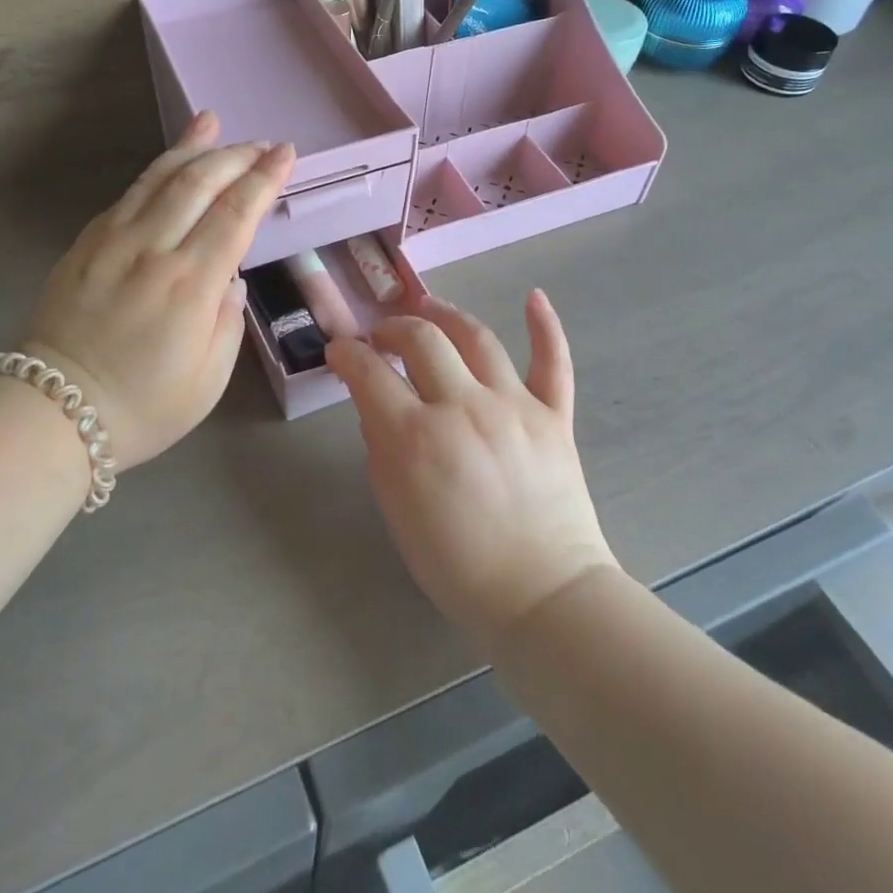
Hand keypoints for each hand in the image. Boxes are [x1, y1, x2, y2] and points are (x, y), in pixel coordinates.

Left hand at [23, 110, 294, 468]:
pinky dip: (155, 170)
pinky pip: (128, 194)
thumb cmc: (142, 407)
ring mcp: (113, 241)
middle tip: (263, 145)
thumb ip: (228, 320)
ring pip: (160, 177)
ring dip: (193, 146)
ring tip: (214, 121)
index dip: (265, 179)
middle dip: (237, 155)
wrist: (52, 414)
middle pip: (201, 182)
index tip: (286, 154)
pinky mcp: (86, 243)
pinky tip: (171, 160)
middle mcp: (153, 250)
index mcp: (190, 285)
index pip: (237, 214)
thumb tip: (228, 278)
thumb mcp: (208, 380)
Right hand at [326, 292, 620, 644]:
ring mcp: (513, 406)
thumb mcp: (397, 510)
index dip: (346, 354)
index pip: (369, 372)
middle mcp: (463, 408)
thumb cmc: (457, 565)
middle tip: (382, 336)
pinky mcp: (554, 416)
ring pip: (476, 337)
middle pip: (422, 339)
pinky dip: (545, 326)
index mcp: (415, 438)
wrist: (542, 595)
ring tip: (428, 310)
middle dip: (393, 328)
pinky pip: (552, 361)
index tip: (339, 351)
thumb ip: (382, 448)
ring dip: (445, 315)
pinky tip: (534, 296)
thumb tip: (377, 404)